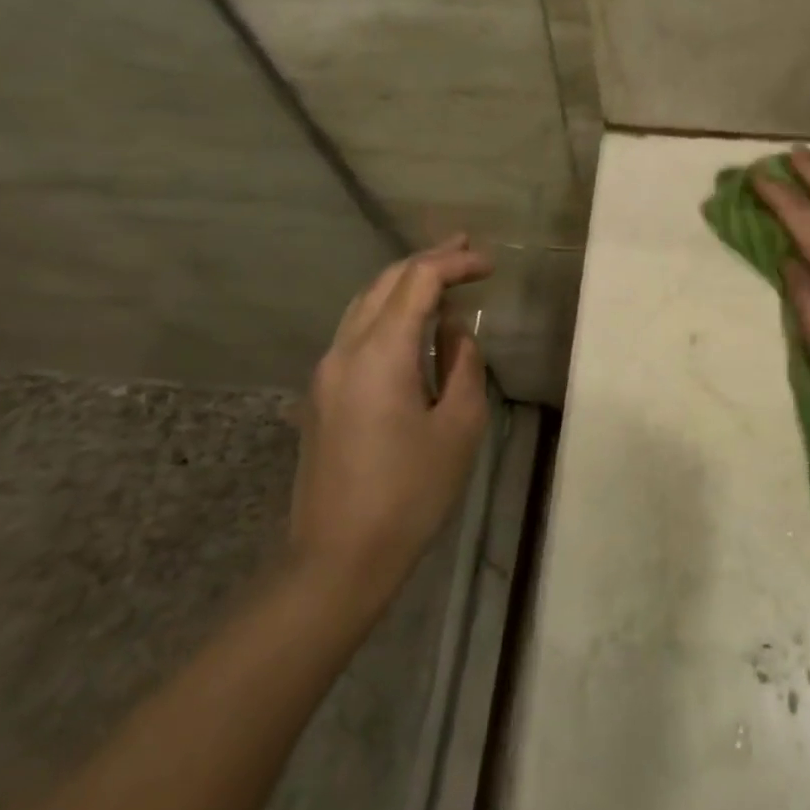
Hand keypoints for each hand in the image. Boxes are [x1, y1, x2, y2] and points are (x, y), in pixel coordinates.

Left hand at [289, 238, 492, 592]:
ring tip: (442, 275)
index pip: (417, 281)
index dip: (454, 263)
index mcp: (379, 354)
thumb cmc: (410, 494)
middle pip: (384, 282)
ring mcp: (325, 372)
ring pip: (364, 303)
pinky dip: (387, 311)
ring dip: (404, 284)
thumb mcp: (459, 426)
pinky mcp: (320, 394)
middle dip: (427, 261)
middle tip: (466, 250)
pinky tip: (412, 323)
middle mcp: (344, 350)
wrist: (338, 558)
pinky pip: (356, 331)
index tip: (489, 264)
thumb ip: (462, 364)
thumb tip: (454, 330)